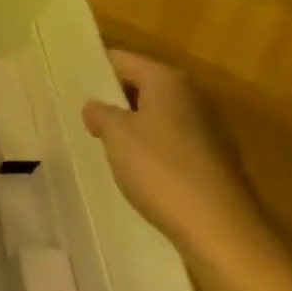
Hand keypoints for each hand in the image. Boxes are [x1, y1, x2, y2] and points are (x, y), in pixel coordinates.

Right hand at [82, 50, 279, 278]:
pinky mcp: (214, 161)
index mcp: (167, 80)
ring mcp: (208, 130)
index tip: (70, 82)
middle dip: (114, 99)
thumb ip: (101, 114)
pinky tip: (135, 171)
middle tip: (81, 113)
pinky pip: (172, 144)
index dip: (95, 68)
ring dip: (133, 126)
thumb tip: (95, 106)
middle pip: (143, 86)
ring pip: (158, 116)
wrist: (221, 230)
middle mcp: (192, 97)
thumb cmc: (161, 170)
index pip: (122, 60)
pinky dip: (153, 151)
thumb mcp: (116, 136)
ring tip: (102, 143)